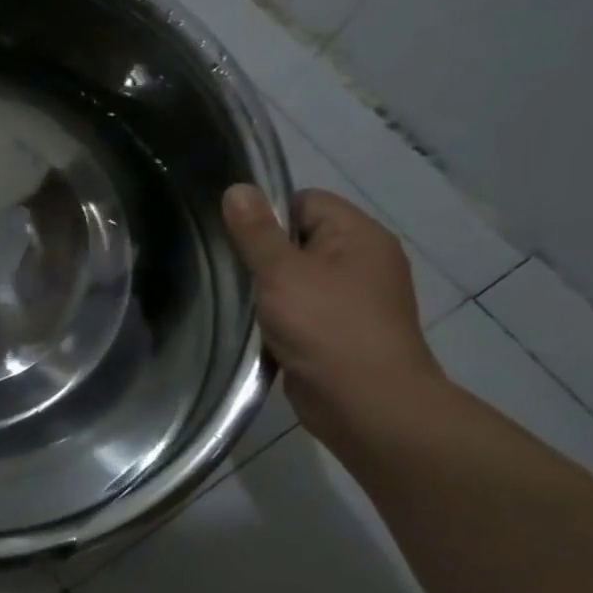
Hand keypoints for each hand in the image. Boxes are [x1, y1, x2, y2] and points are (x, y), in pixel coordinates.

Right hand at [222, 184, 443, 445]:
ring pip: (296, 278)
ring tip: (237, 299)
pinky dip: (278, 316)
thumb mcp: (281, 271)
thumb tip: (237, 188)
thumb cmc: (325, 326)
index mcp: (358, 235)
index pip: (305, 201)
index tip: (234, 238)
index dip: (267, 214)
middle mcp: (362, 261)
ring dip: (267, 289)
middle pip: (299, 239)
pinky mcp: (340, 331)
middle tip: (227, 269)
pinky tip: (255, 327)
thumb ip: (256, 231)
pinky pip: (301, 310)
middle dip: (262, 254)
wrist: (365, 403)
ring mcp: (354, 299)